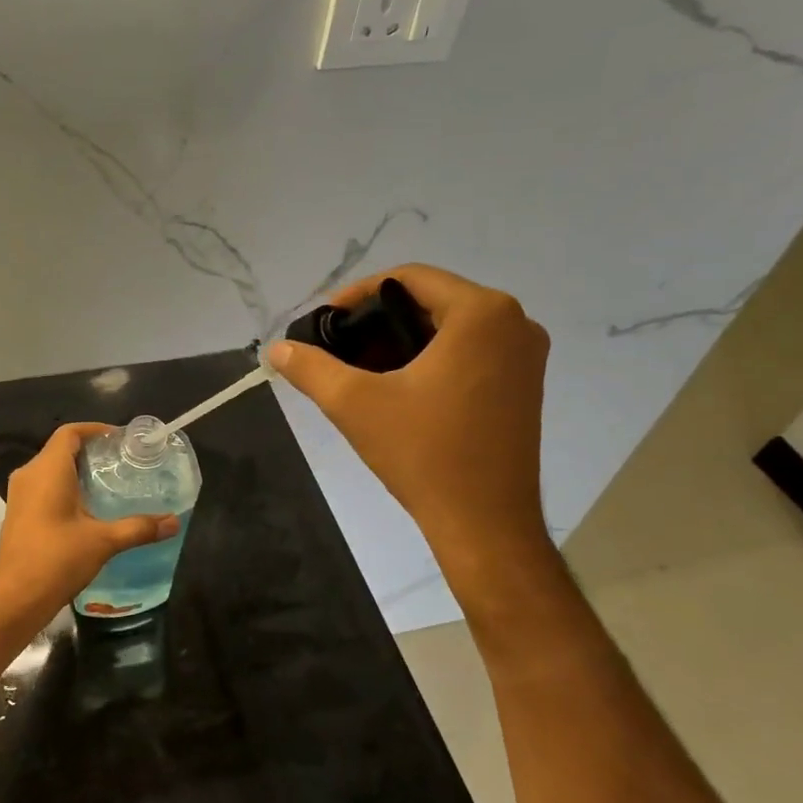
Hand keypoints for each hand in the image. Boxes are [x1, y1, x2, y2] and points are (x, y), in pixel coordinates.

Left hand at [0, 423, 178, 636]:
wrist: (15, 599)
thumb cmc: (57, 560)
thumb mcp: (103, 541)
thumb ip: (139, 528)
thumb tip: (174, 522)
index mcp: (47, 470)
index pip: (70, 433)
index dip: (95, 430)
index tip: (120, 439)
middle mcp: (30, 475)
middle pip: (61, 449)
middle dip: (91, 451)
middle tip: (122, 462)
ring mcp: (20, 494)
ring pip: (51, 469)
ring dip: (78, 470)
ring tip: (110, 482)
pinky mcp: (19, 513)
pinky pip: (44, 486)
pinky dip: (66, 487)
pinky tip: (89, 507)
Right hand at [268, 264, 551, 577]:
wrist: (485, 524)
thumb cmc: (424, 453)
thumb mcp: (354, 403)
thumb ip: (310, 367)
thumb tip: (277, 349)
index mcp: (482, 313)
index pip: (408, 278)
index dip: (358, 294)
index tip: (325, 322)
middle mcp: (514, 322)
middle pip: (430, 300)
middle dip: (379, 320)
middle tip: (339, 347)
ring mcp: (525, 355)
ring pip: (450, 326)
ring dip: (403, 339)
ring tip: (361, 367)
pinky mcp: (525, 384)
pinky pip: (470, 350)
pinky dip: (431, 356)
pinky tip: (398, 385)